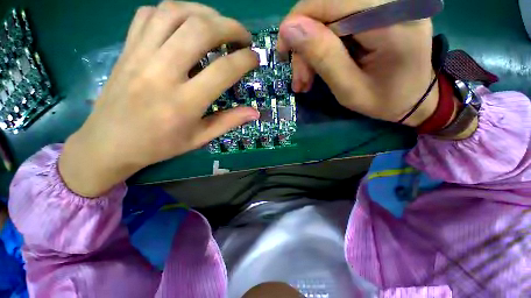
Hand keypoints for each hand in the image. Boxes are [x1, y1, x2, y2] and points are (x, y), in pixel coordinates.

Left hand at [59, 1, 259, 196]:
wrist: (109, 143)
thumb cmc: (159, 145)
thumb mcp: (200, 138)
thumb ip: (229, 122)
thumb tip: (255, 112)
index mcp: (184, 102)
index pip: (223, 70)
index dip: (246, 59)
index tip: (255, 58)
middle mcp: (162, 72)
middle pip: (200, 30)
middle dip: (230, 27)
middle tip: (243, 37)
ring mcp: (140, 56)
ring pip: (175, 13)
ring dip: (204, 12)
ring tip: (218, 25)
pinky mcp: (127, 49)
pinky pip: (150, 14)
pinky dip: (174, 11)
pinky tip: (185, 24)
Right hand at [277, 0, 437, 126]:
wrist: (414, 97)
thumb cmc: (384, 100)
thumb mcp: (349, 89)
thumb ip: (323, 57)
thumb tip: (289, 29)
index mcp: (392, 22)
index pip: (330, 1)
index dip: (298, 22)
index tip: (284, 53)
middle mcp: (394, 0)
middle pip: (326, 4)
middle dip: (304, 41)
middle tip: (300, 77)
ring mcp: (388, 1)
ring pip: (328, 11)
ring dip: (311, 45)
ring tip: (306, 78)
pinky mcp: (380, 7)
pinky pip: (338, 16)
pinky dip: (322, 41)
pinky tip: (319, 64)